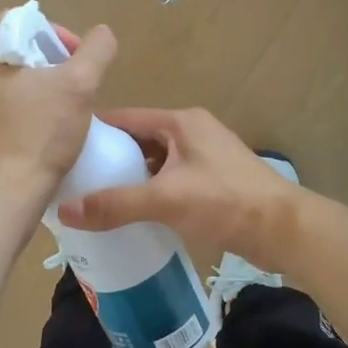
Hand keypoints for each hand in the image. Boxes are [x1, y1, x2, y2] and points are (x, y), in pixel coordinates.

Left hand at [0, 12, 116, 203]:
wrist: (11, 193)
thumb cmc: (41, 133)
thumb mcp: (79, 84)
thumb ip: (95, 49)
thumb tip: (102, 33)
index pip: (18, 20)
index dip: (54, 31)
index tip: (76, 58)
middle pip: (13, 48)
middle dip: (49, 59)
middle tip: (74, 81)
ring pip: (9, 77)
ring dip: (40, 83)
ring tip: (65, 103)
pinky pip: (2, 103)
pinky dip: (26, 105)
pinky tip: (47, 124)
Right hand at [57, 108, 302, 270]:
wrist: (285, 230)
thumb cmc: (225, 202)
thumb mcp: (165, 199)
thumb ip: (115, 204)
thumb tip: (65, 211)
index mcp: (180, 122)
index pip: (126, 117)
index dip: (94, 130)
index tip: (62, 147)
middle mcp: (191, 133)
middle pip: (138, 141)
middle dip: (109, 158)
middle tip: (73, 178)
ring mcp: (203, 158)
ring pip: (154, 163)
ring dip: (129, 178)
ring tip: (93, 197)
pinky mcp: (212, 183)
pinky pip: (169, 182)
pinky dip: (149, 193)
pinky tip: (129, 213)